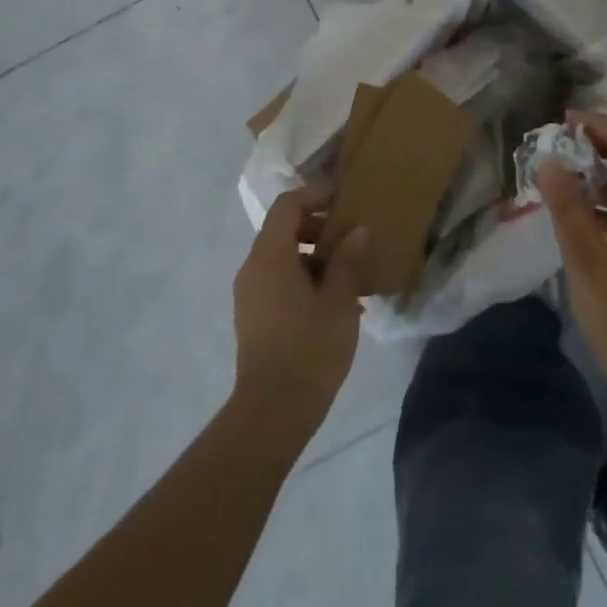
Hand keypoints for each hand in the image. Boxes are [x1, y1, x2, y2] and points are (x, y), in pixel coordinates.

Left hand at [232, 188, 366, 432]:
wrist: (272, 412)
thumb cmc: (309, 348)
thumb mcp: (339, 301)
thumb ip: (348, 260)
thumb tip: (358, 230)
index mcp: (270, 255)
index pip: (288, 205)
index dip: (315, 195)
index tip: (344, 198)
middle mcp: (253, 267)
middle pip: (282, 229)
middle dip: (318, 227)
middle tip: (351, 237)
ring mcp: (249, 294)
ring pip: (281, 257)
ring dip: (313, 256)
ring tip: (349, 273)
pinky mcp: (253, 317)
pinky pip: (277, 281)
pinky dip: (303, 278)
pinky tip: (334, 303)